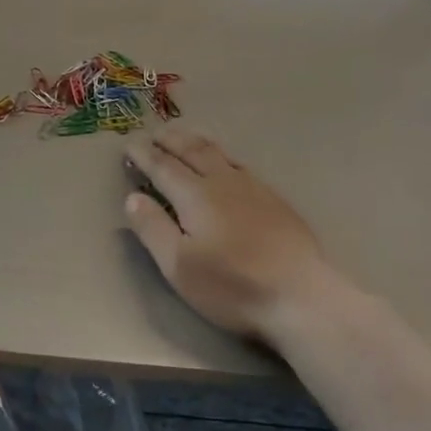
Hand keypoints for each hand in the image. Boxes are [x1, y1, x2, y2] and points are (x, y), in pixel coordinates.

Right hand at [123, 129, 363, 339]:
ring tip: (185, 136)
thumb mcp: (178, 265)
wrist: (300, 297)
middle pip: (193, 152)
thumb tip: (132, 197)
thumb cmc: (231, 285)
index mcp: (196, 196)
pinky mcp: (275, 202)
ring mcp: (254, 189)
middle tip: (154, 133)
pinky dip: (223, 156)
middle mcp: (224, 183)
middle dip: (170, 140)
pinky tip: (227, 164)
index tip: (129, 144)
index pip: (163, 167)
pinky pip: (241, 166)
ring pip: (220, 154)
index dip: (144, 155)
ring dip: (197, 142)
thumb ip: (153, 228)